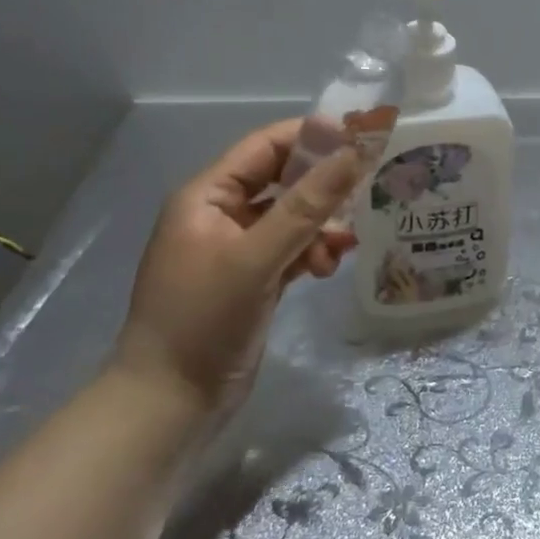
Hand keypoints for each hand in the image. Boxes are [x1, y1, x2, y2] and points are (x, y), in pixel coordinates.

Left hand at [113, 119, 362, 406]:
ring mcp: (239, 250)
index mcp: (207, 196)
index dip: (312, 138)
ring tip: (342, 248)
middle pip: (283, 182)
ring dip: (321, 227)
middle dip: (324, 188)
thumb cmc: (203, 318)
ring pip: (293, 219)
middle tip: (369, 190)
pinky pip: (292, 250)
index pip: (265, 148)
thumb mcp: (256, 257)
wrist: (171, 400)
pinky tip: (329, 268)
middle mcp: (222, 215)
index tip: (362, 140)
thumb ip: (306, 205)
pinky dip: (313, 253)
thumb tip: (354, 153)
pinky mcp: (254, 280)